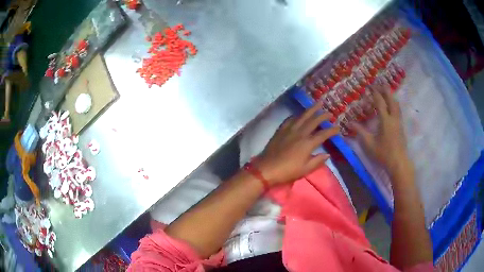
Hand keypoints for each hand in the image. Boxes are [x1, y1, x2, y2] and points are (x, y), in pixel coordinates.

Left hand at [256, 101, 338, 185]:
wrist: (267, 168)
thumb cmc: (288, 171)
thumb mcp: (305, 169)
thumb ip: (318, 161)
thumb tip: (328, 154)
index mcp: (308, 143)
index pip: (323, 134)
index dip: (332, 130)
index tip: (338, 128)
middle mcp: (300, 133)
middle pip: (313, 121)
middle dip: (323, 116)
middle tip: (329, 112)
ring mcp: (289, 130)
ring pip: (302, 116)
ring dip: (311, 110)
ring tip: (317, 104)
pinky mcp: (281, 130)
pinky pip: (290, 119)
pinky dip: (296, 116)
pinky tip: (298, 115)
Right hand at [351, 84, 409, 174]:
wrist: (399, 162)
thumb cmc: (383, 153)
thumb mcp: (369, 144)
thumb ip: (360, 132)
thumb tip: (350, 123)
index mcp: (385, 120)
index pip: (380, 102)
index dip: (375, 93)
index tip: (370, 87)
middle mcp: (393, 118)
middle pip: (391, 100)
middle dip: (385, 91)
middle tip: (380, 84)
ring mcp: (399, 122)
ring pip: (396, 105)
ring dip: (391, 97)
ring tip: (386, 93)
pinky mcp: (401, 127)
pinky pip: (398, 111)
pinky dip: (394, 104)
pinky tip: (392, 107)